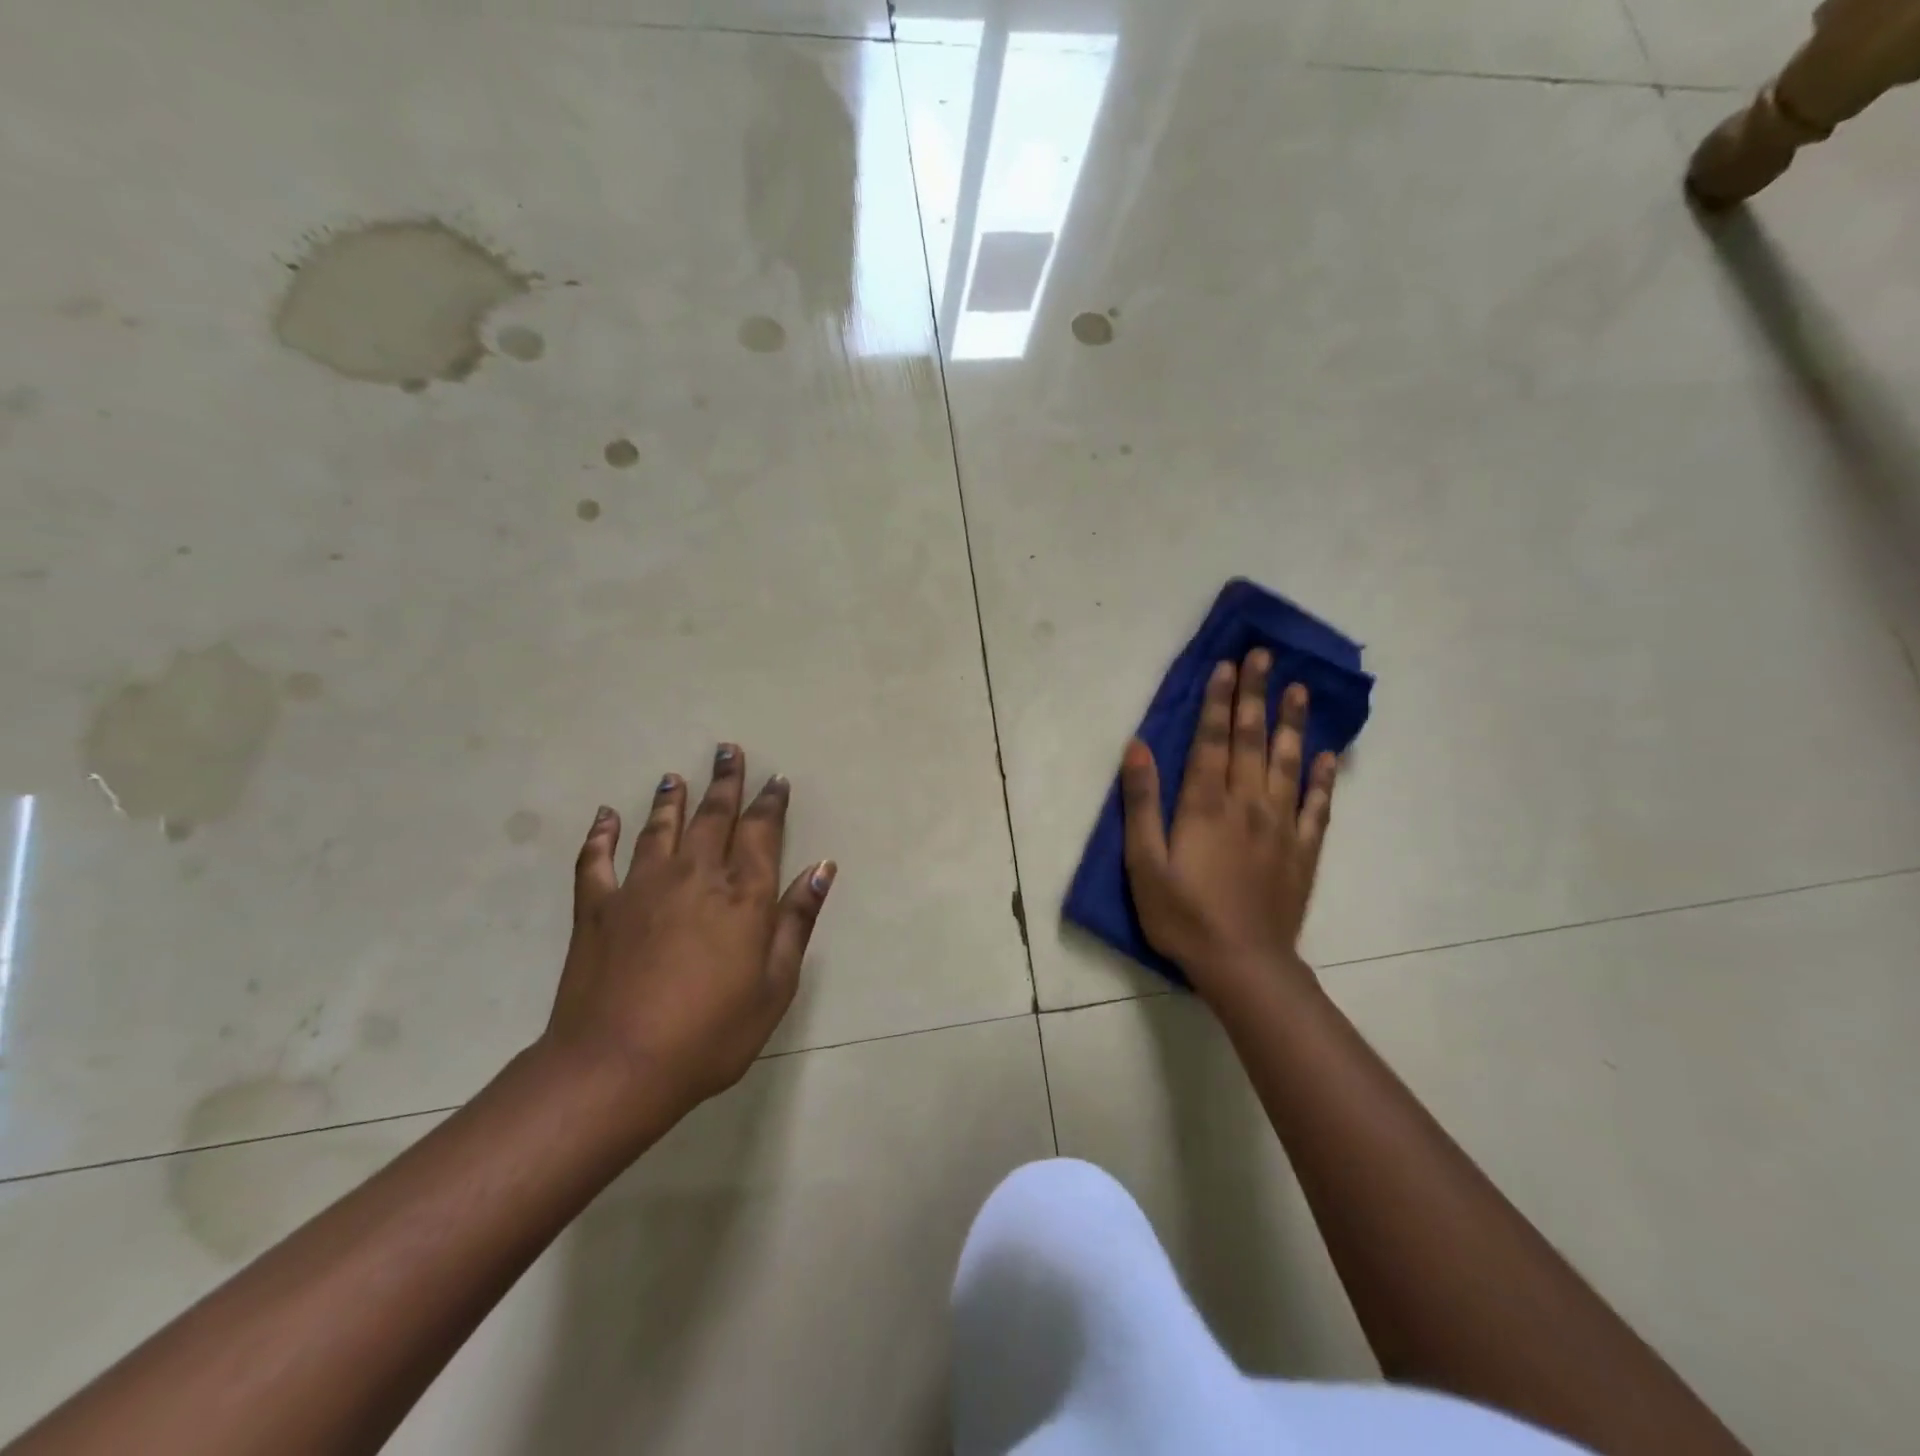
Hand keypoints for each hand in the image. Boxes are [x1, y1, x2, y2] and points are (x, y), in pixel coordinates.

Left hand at [543, 744, 834, 1123]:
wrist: (616, 1067)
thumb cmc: (710, 1034)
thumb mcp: (774, 985)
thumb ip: (797, 920)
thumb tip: (822, 867)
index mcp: (741, 894)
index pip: (762, 832)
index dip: (771, 803)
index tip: (777, 779)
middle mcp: (694, 875)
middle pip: (713, 816)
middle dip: (725, 782)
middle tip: (728, 750)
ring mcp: (641, 886)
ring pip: (659, 828)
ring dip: (671, 798)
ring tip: (676, 775)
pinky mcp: (597, 907)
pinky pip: (597, 859)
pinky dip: (601, 834)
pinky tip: (606, 815)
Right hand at [1120, 651, 1335, 1004]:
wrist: (1243, 964)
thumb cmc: (1183, 915)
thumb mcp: (1144, 863)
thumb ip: (1141, 803)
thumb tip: (1136, 747)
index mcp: (1205, 806)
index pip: (1212, 741)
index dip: (1218, 701)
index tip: (1227, 665)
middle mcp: (1247, 805)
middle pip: (1251, 741)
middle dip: (1255, 696)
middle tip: (1264, 657)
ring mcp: (1281, 827)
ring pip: (1288, 764)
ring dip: (1291, 724)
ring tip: (1299, 689)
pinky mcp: (1303, 852)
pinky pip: (1316, 807)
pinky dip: (1322, 779)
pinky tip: (1326, 756)